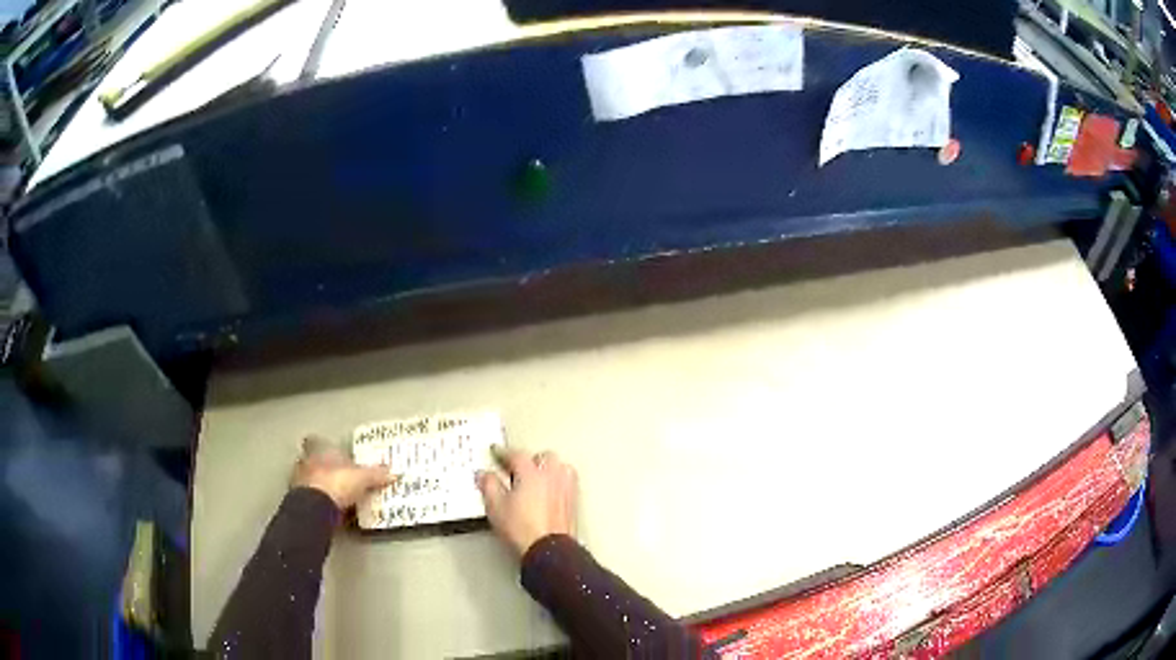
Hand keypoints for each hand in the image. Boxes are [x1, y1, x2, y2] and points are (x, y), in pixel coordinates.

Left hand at [291, 436, 395, 509]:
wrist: (316, 507)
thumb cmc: (337, 483)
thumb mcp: (363, 478)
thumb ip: (376, 475)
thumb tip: (393, 473)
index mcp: (321, 450)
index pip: (318, 442)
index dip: (325, 447)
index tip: (334, 455)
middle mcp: (307, 462)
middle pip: (313, 460)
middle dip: (323, 468)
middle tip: (337, 476)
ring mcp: (300, 481)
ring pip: (309, 479)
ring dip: (318, 485)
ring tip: (334, 496)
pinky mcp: (299, 500)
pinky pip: (310, 497)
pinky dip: (318, 501)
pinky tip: (328, 509)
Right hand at [477, 446, 577, 557]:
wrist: (547, 550)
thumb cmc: (522, 529)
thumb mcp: (495, 506)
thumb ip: (488, 485)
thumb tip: (484, 475)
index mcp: (532, 473)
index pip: (516, 454)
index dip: (504, 452)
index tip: (496, 452)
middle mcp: (552, 476)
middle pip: (544, 456)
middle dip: (530, 459)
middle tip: (516, 468)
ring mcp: (566, 488)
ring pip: (560, 467)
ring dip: (548, 468)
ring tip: (535, 477)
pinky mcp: (573, 502)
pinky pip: (566, 482)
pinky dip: (557, 481)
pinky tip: (548, 491)